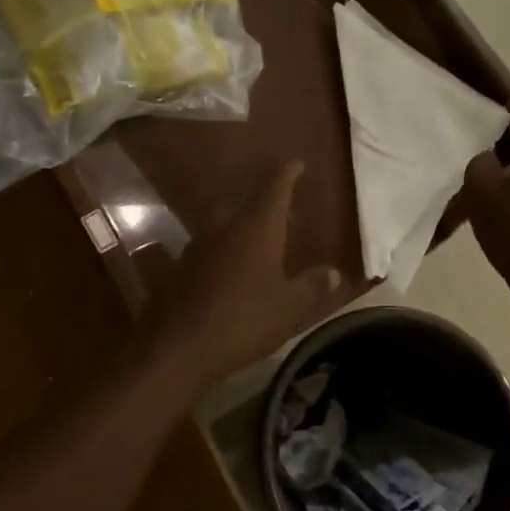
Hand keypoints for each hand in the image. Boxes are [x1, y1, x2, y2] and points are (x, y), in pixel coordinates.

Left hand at [139, 163, 341, 385]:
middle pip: (245, 202)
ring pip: (220, 224)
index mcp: (257, 228)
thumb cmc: (245, 320)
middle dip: (262, 201)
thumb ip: (312, 286)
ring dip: (236, 224)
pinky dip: (211, 249)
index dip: (287, 174)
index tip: (295, 163)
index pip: (275, 188)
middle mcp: (224, 227)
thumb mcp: (290, 307)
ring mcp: (196, 245)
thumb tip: (333, 272)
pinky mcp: (177, 267)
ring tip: (252, 234)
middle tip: (280, 207)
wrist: (181, 347)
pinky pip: (199, 248)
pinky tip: (211, 263)